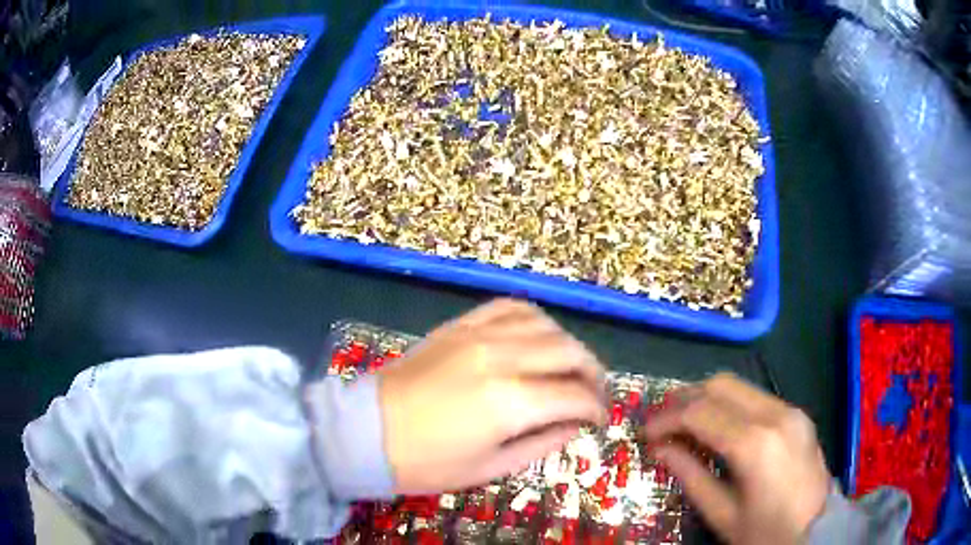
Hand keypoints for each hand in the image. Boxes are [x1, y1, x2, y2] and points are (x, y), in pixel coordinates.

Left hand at [379, 299, 606, 493]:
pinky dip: (534, 319)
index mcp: (510, 403)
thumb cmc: (426, 463)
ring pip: (545, 324)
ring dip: (568, 344)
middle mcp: (501, 358)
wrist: (367, 431)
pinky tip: (537, 336)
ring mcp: (478, 334)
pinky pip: (509, 307)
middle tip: (594, 393)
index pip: (574, 396)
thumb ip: (541, 444)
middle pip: (568, 352)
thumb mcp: (489, 468)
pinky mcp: (460, 325)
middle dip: (592, 373)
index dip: (595, 409)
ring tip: (570, 366)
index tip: (599, 420)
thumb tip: (574, 425)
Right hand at [643, 373, 830, 544]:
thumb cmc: (765, 532)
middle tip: (662, 422)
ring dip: (707, 398)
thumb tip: (660, 449)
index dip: (667, 419)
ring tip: (686, 422)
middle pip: (720, 385)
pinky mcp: (798, 415)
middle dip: (685, 398)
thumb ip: (690, 476)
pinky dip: (731, 405)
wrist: (816, 532)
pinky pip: (757, 398)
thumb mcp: (722, 514)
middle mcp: (775, 415)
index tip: (645, 433)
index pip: (700, 412)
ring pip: (739, 385)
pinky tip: (720, 427)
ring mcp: (791, 411)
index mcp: (755, 443)